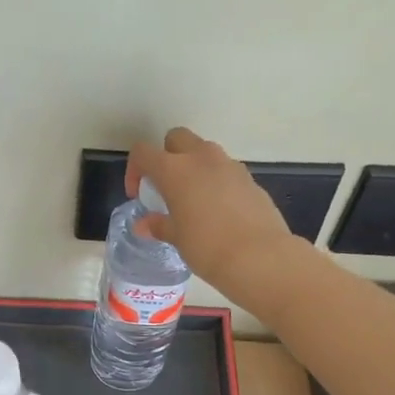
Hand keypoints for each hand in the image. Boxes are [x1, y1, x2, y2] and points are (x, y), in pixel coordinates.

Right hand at [127, 127, 300, 304]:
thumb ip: (159, 225)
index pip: (144, 152)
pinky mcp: (250, 179)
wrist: (259, 256)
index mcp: (175, 169)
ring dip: (194, 167)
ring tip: (193, 200)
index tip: (139, 194)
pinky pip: (226, 171)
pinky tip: (219, 211)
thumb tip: (144, 224)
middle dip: (167, 156)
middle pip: (177, 138)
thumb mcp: (176, 238)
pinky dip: (216, 182)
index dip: (135, 170)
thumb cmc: (207, 246)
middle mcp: (202, 158)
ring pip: (205, 152)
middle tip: (166, 187)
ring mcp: (230, 165)